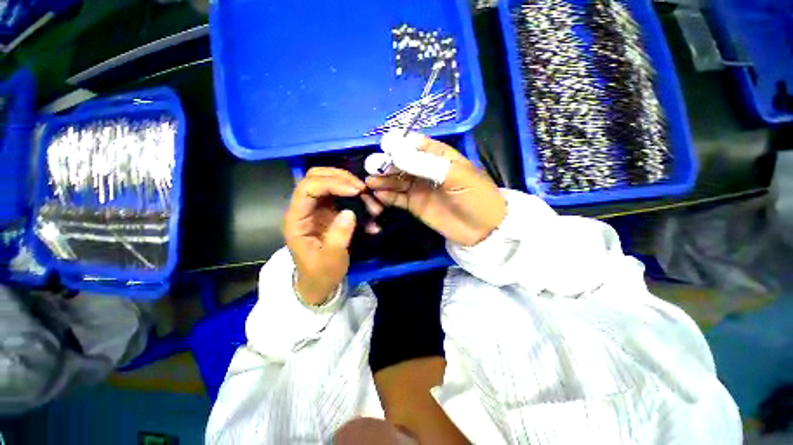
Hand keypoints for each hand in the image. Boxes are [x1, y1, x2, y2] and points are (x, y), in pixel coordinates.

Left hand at [284, 168, 376, 304]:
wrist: (319, 283)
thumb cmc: (321, 274)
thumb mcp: (331, 260)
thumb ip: (339, 236)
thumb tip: (350, 212)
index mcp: (297, 220)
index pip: (307, 188)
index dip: (331, 184)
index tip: (356, 191)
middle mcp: (304, 209)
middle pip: (316, 177)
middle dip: (341, 178)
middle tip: (362, 189)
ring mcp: (317, 209)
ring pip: (329, 182)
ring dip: (350, 186)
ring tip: (369, 198)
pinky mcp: (329, 212)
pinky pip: (342, 196)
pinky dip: (356, 198)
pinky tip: (369, 210)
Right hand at [366, 137, 505, 245]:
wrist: (482, 230)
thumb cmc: (475, 197)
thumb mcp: (456, 176)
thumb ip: (426, 164)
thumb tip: (396, 153)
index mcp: (439, 156)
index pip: (415, 144)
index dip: (399, 145)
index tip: (386, 148)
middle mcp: (425, 170)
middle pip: (401, 162)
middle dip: (387, 163)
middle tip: (372, 168)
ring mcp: (418, 188)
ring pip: (396, 180)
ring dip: (383, 180)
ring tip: (370, 182)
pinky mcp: (414, 205)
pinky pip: (397, 198)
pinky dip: (387, 196)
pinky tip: (378, 195)